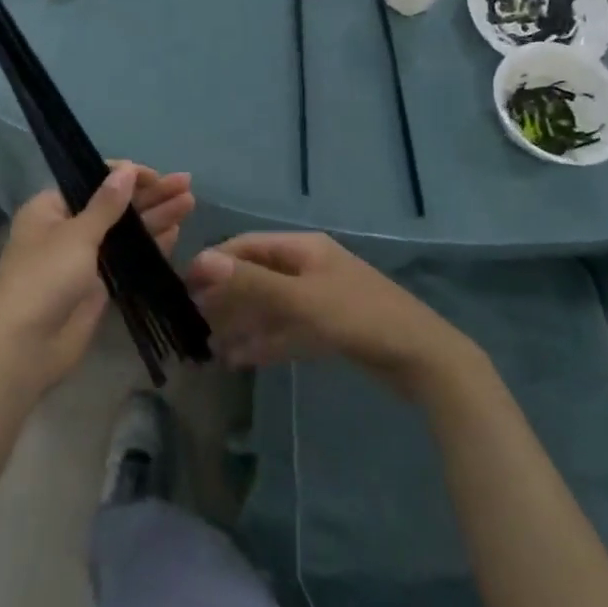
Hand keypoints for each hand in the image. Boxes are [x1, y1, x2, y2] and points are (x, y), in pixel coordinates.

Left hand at [0, 164, 193, 395]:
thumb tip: (126, 170)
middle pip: (114, 204)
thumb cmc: (44, 279)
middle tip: (185, 184)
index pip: (93, 180)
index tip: (156, 176)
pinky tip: (175, 233)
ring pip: (125, 231)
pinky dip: (150, 245)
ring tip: (189, 202)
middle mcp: (68, 228)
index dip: (126, 176)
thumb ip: (106, 204)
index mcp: (51, 207)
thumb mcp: (76, 235)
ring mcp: (84, 258)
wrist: (25, 347)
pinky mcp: (99, 285)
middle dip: (149, 195)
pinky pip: (128, 258)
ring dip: (155, 217)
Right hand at [186, 232, 477, 399]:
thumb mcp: (302, 300)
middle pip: (257, 276)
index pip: (247, 246)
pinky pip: (286, 330)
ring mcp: (319, 299)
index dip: (215, 263)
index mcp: (304, 249)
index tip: (185, 288)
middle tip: (192, 321)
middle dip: (226, 296)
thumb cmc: (360, 318)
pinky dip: (263, 341)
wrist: (423, 360)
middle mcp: (308, 267)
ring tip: (208, 344)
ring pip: (269, 306)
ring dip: (241, 322)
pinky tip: (238, 358)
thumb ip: (252, 283)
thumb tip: (202, 261)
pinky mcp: (328, 329)